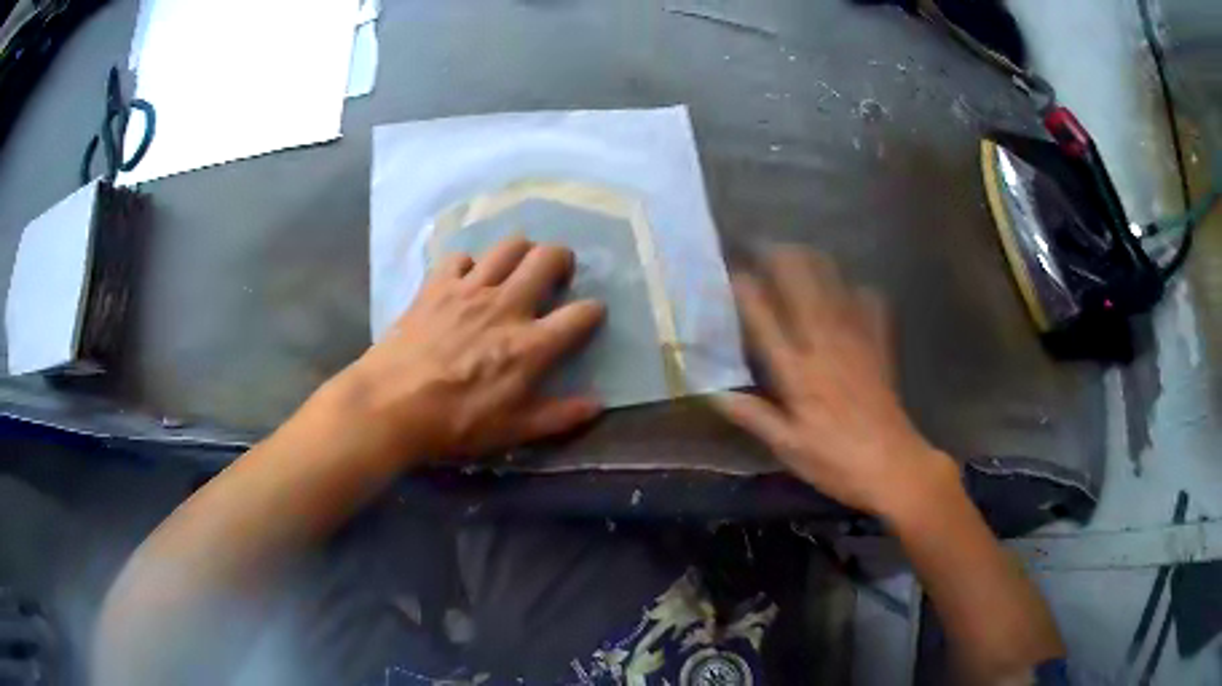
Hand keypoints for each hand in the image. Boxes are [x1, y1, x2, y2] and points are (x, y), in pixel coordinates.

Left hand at [319, 237, 604, 461]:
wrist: (390, 405)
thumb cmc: (454, 424)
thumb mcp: (512, 431)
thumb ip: (559, 416)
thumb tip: (598, 404)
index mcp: (530, 345)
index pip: (580, 315)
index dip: (593, 311)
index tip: (591, 315)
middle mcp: (506, 306)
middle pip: (547, 259)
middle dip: (562, 259)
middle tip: (557, 272)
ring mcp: (469, 290)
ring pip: (508, 246)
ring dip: (521, 250)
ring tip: (518, 266)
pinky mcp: (436, 286)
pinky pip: (459, 257)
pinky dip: (468, 265)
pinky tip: (465, 281)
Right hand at [714, 247, 957, 518]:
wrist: (894, 466)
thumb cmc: (836, 461)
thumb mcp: (788, 447)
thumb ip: (752, 415)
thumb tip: (711, 392)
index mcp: (798, 370)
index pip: (764, 317)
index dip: (745, 288)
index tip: (729, 269)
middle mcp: (825, 344)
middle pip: (801, 286)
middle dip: (781, 258)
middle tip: (762, 244)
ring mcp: (856, 341)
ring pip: (834, 286)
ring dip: (815, 262)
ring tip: (798, 249)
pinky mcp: (880, 347)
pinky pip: (871, 306)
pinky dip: (860, 291)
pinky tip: (854, 287)